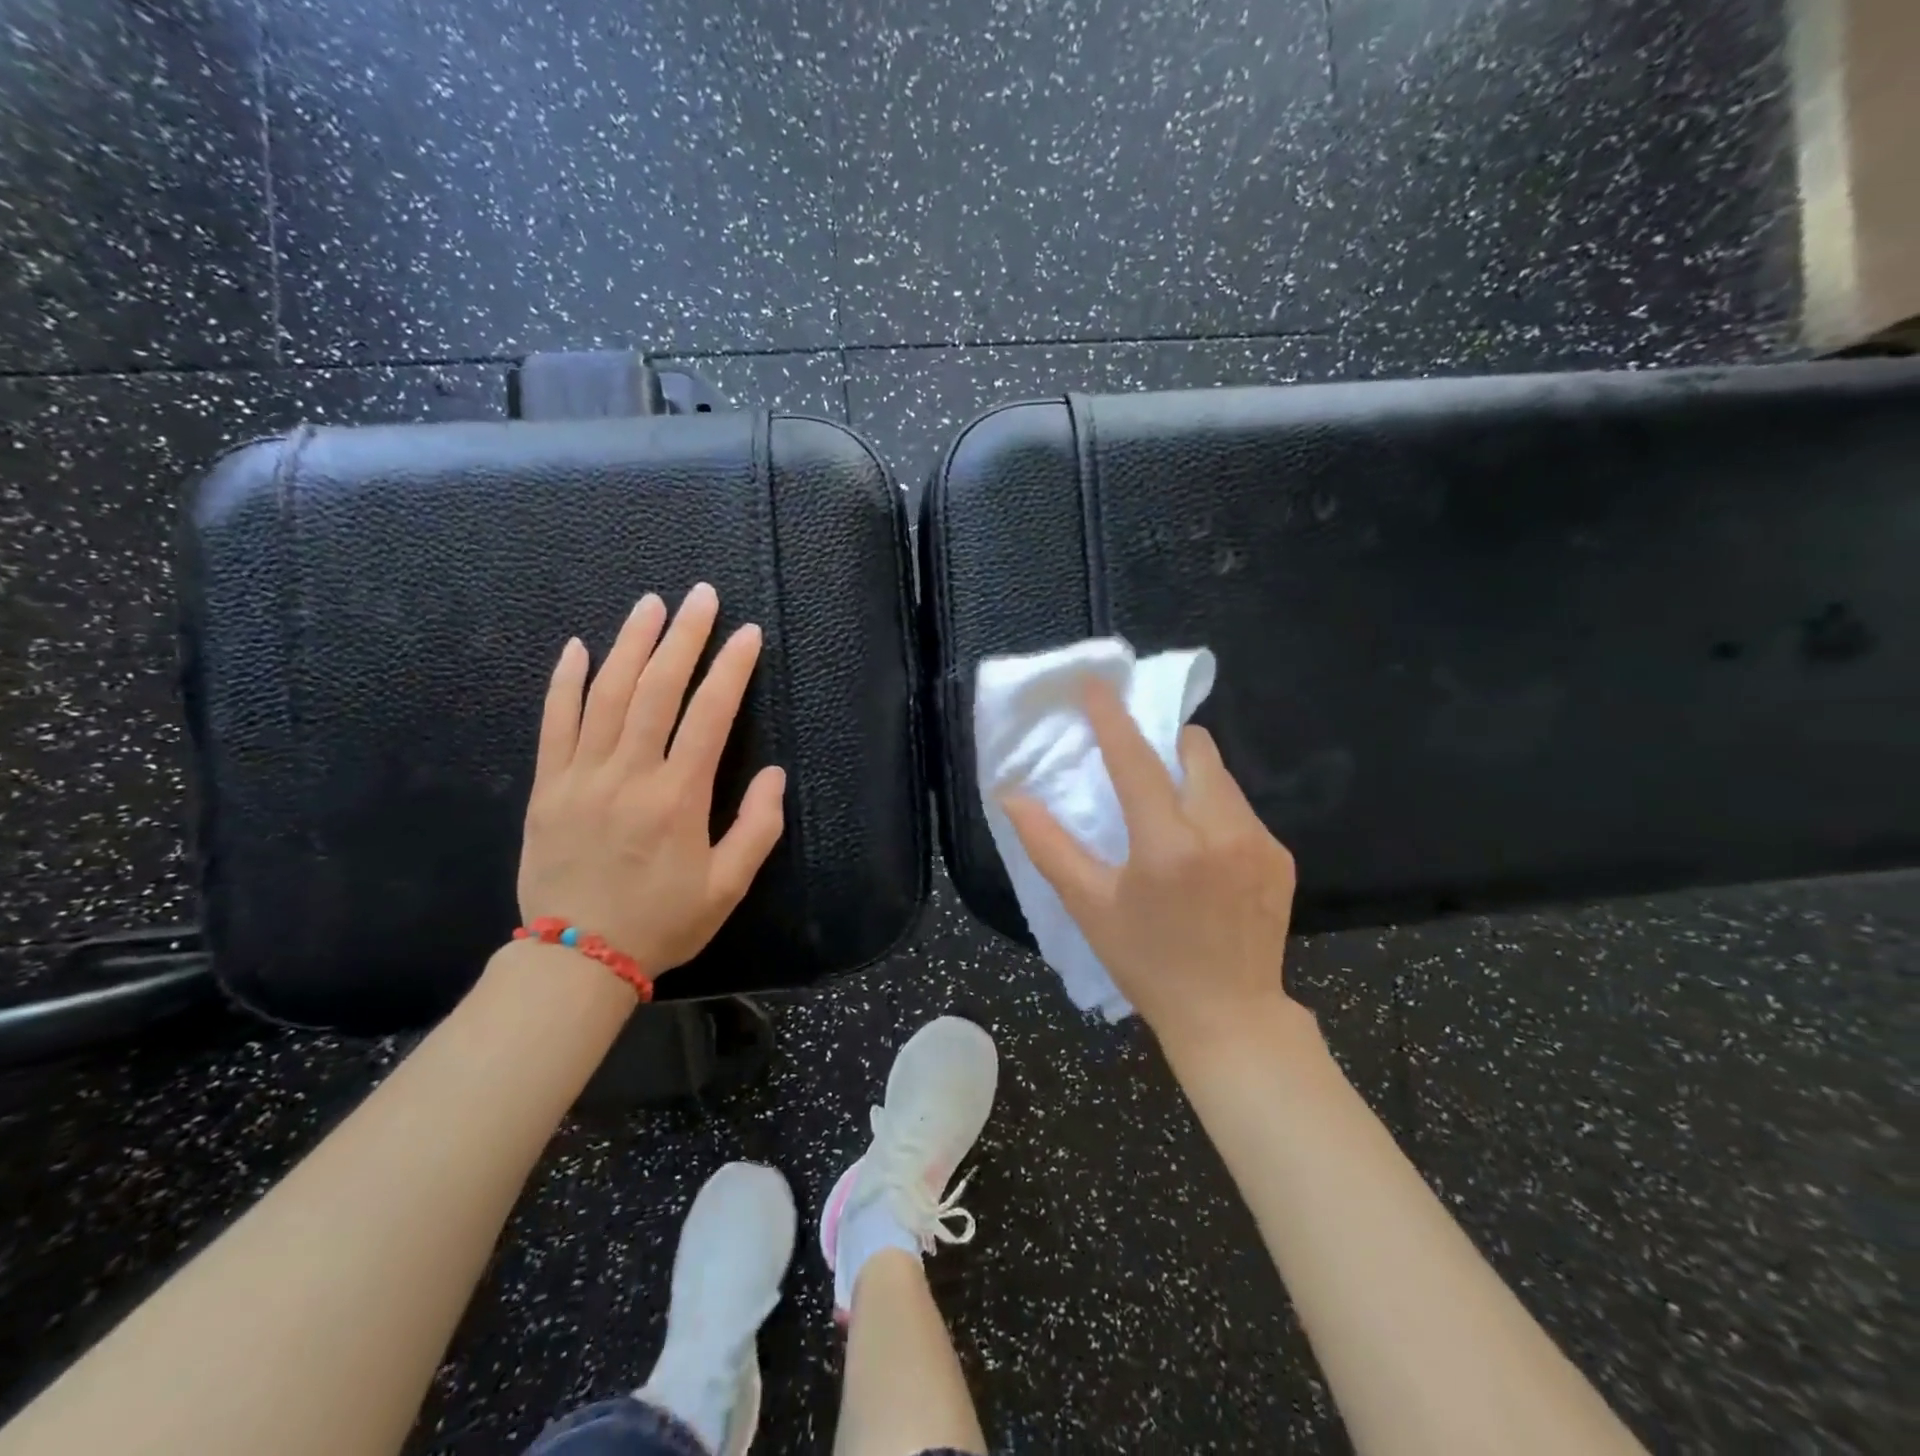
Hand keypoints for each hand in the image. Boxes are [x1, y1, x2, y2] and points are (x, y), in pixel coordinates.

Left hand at [517, 582, 785, 979]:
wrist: (576, 959)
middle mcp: (629, 775)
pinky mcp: (548, 787)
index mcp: (678, 798)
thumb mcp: (728, 887)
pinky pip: (554, 723)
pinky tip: (578, 647)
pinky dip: (565, 682)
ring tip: (651, 604)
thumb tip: (774, 775)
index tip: (747, 634)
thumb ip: (757, 828)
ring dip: (630, 643)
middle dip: (683, 637)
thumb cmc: (662, 922)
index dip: (731, 669)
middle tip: (701, 596)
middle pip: (656, 689)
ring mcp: (581, 777)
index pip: (710, 716)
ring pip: (606, 695)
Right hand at [1003, 679, 1299, 1051]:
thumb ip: (1049, 846)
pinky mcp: (1280, 856)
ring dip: (1191, 779)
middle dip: (1166, 745)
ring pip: (1221, 777)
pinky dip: (1215, 811)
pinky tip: (1204, 854)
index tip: (1096, 684)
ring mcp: (1259, 842)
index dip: (1112, 718)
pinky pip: (1242, 808)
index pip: (1136, 761)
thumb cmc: (1146, 962)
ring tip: (1171, 819)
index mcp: (1167, 845)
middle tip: (1141, 770)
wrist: (1230, 1015)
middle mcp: (1220, 831)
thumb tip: (1011, 797)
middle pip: (1195, 750)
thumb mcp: (1089, 906)